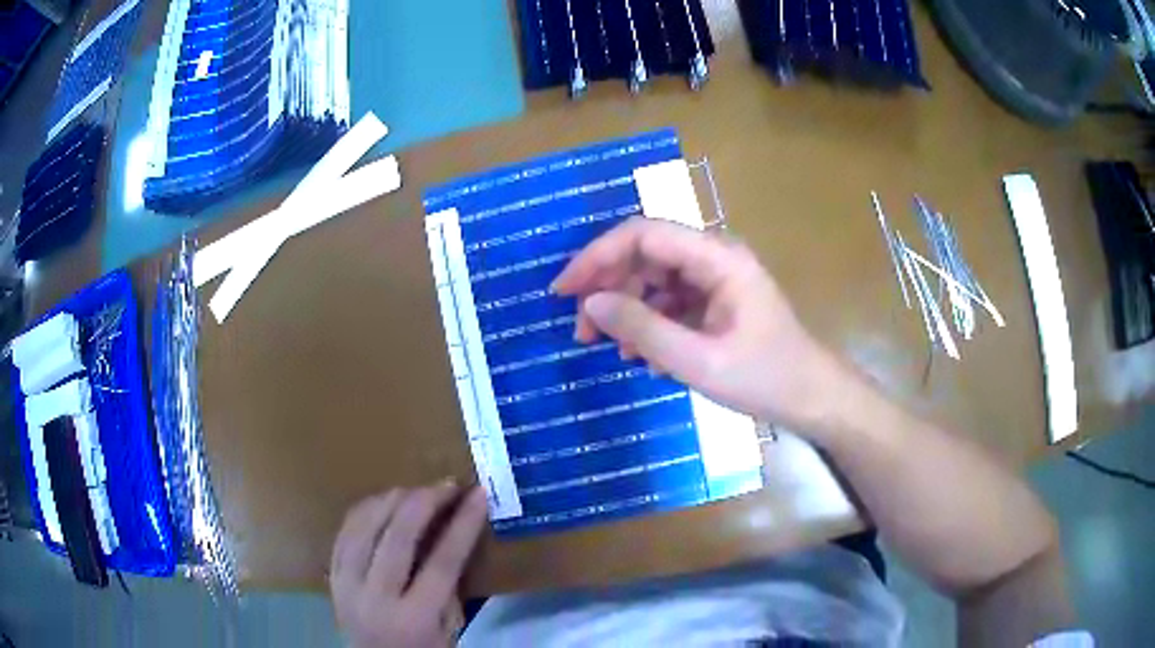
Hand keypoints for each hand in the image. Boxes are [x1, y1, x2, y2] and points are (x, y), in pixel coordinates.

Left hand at [330, 484, 487, 647]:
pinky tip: (382, 502)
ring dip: (391, 500)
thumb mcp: (449, 629)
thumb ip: (450, 586)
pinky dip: (364, 510)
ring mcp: (347, 585)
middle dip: (425, 502)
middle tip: (446, 485)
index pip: (442, 562)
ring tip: (415, 490)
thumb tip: (451, 533)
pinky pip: (344, 532)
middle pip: (398, 537)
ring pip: (364, 527)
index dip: (462, 524)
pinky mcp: (331, 577)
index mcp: (416, 618)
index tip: (477, 494)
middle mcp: (377, 598)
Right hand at [552, 217, 840, 430]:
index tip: (564, 291)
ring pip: (653, 279)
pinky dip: (649, 323)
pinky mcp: (715, 300)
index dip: (597, 256)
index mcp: (717, 258)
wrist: (811, 398)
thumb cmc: (765, 378)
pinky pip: (669, 301)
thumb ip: (644, 330)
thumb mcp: (700, 361)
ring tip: (612, 349)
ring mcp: (715, 278)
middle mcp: (714, 257)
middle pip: (645, 255)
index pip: (643, 234)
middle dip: (608, 288)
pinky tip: (644, 356)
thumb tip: (591, 303)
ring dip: (626, 310)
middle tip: (583, 331)